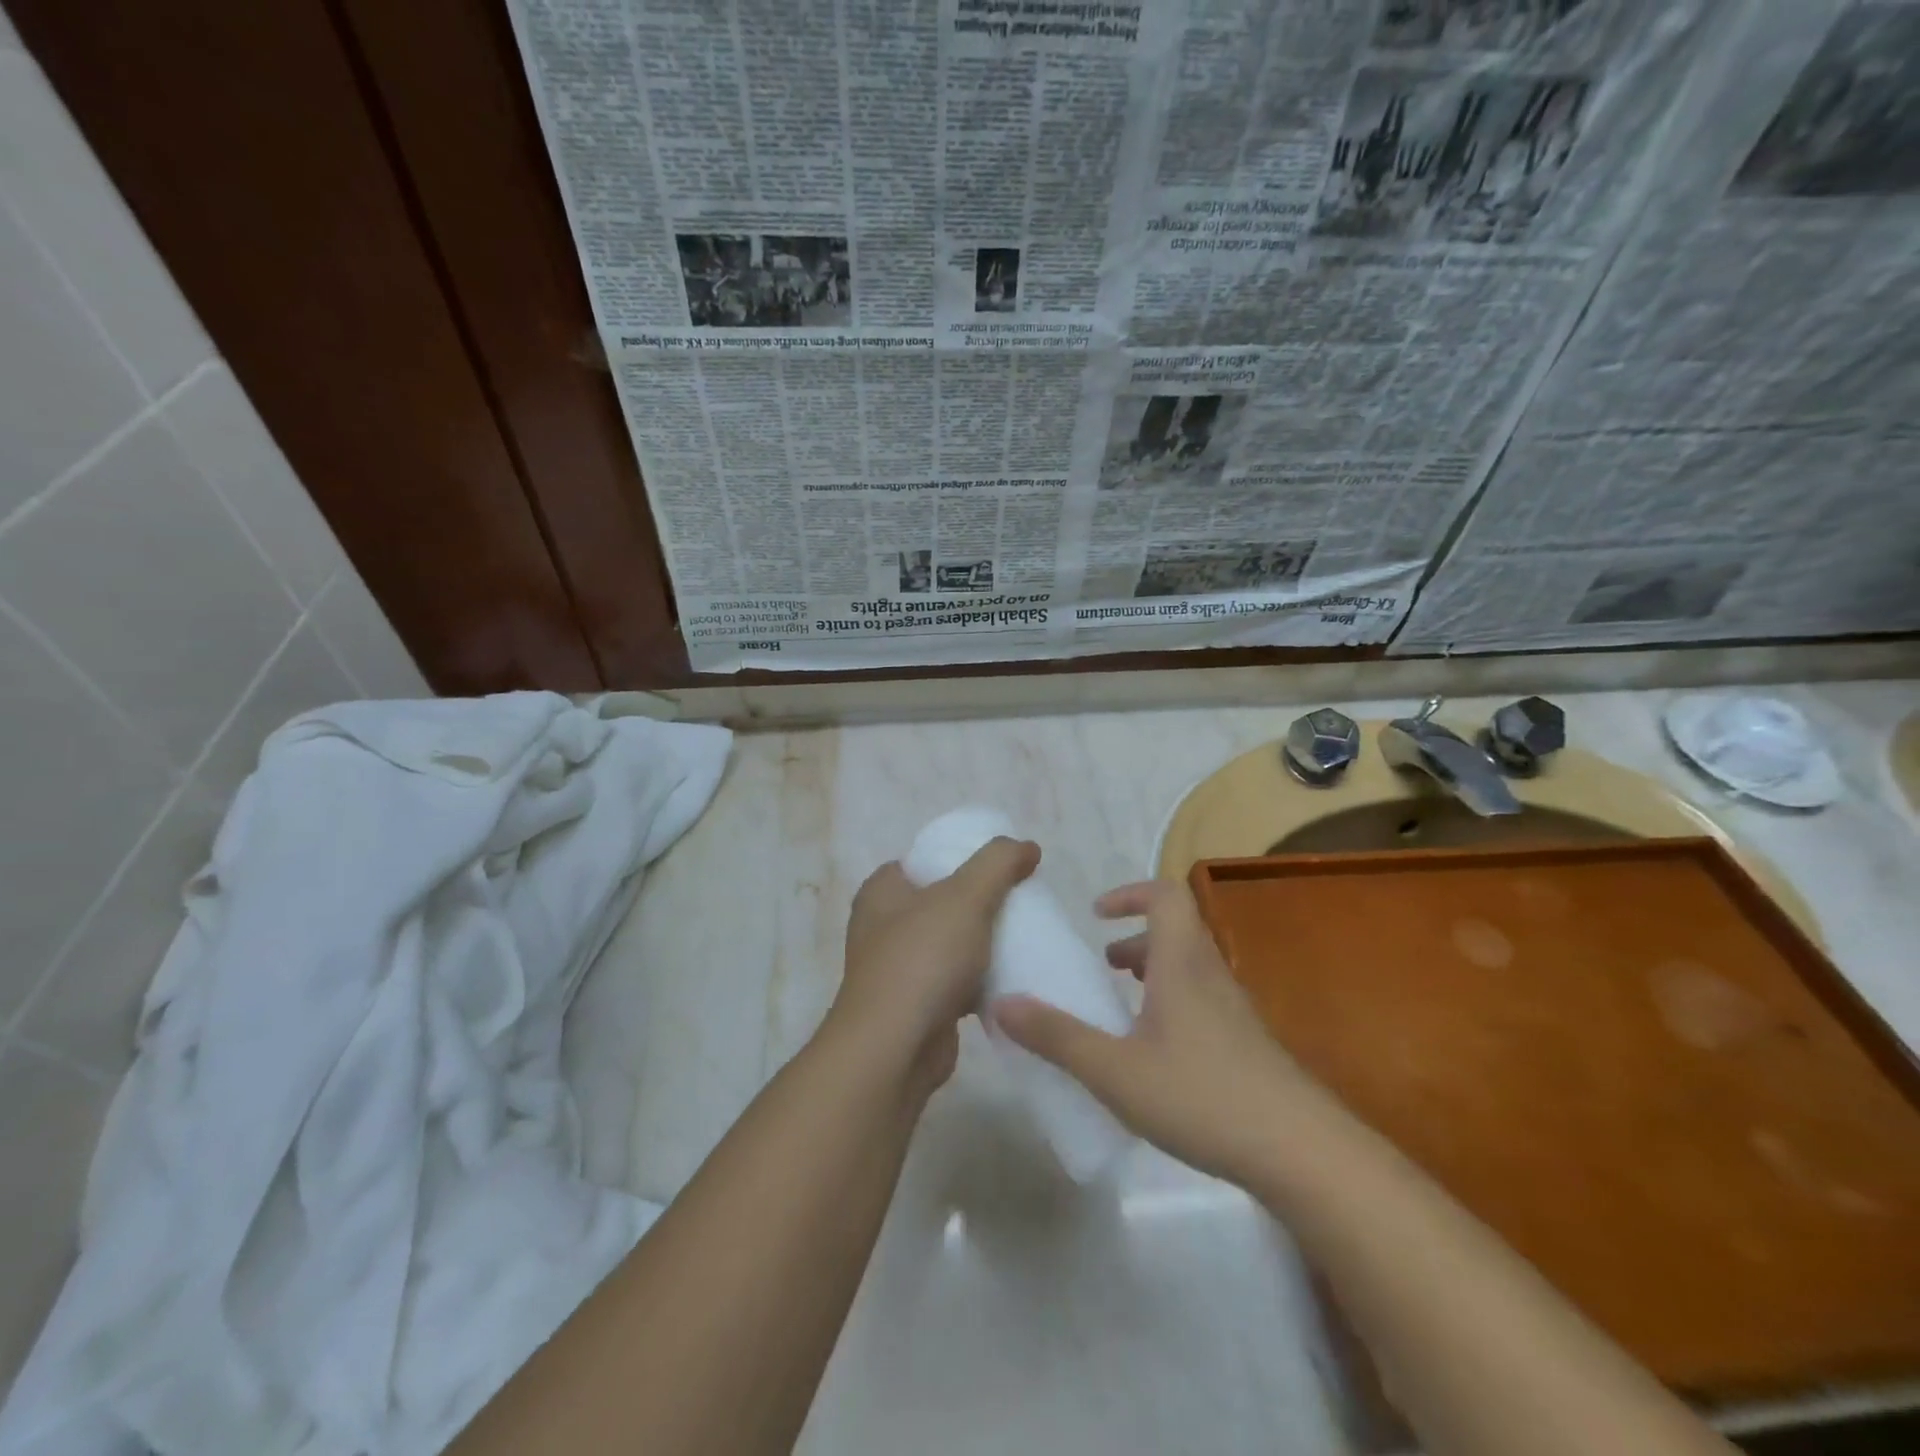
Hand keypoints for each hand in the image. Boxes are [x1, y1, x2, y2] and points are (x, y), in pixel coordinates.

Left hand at [829, 837, 1039, 1095]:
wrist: (895, 1049)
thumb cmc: (923, 959)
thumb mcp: (966, 896)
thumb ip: (998, 863)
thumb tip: (1028, 846)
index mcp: (882, 891)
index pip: (925, 859)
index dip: (962, 857)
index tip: (1002, 867)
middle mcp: (883, 926)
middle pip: (942, 901)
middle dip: (980, 902)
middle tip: (1020, 902)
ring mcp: (898, 968)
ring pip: (951, 943)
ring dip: (983, 943)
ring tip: (1024, 938)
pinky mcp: (916, 1005)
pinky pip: (956, 981)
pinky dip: (981, 980)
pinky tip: (1012, 979)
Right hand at [993, 878, 1332, 1186]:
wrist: (1302, 1153)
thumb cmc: (1202, 1096)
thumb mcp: (1114, 1070)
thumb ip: (1057, 1036)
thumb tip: (1002, 1002)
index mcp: (1182, 963)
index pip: (1165, 895)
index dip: (1129, 893)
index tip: (1096, 914)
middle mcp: (1210, 974)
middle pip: (1176, 930)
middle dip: (1134, 938)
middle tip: (1102, 964)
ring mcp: (1234, 1010)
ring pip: (1189, 967)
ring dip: (1153, 971)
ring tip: (1120, 1005)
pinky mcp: (1246, 1043)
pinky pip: (1201, 1000)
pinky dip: (1171, 1003)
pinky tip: (1153, 1053)